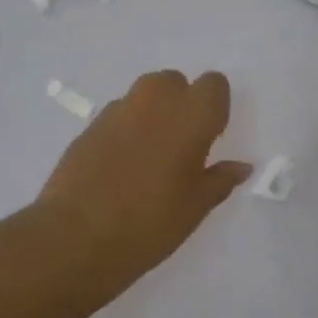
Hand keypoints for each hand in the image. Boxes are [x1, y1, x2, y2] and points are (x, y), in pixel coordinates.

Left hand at [38, 70, 251, 276]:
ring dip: (151, 113)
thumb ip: (219, 179)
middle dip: (180, 104)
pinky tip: (119, 166)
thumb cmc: (150, 222)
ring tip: (148, 157)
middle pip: (175, 82)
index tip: (209, 138)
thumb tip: (240, 167)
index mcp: (190, 114)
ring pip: (143, 95)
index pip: (214, 85)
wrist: (76, 235)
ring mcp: (117, 110)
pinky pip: (118, 115)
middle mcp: (154, 100)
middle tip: (180, 146)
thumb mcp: (195, 207)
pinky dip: (125, 129)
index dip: (214, 107)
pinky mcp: (89, 125)